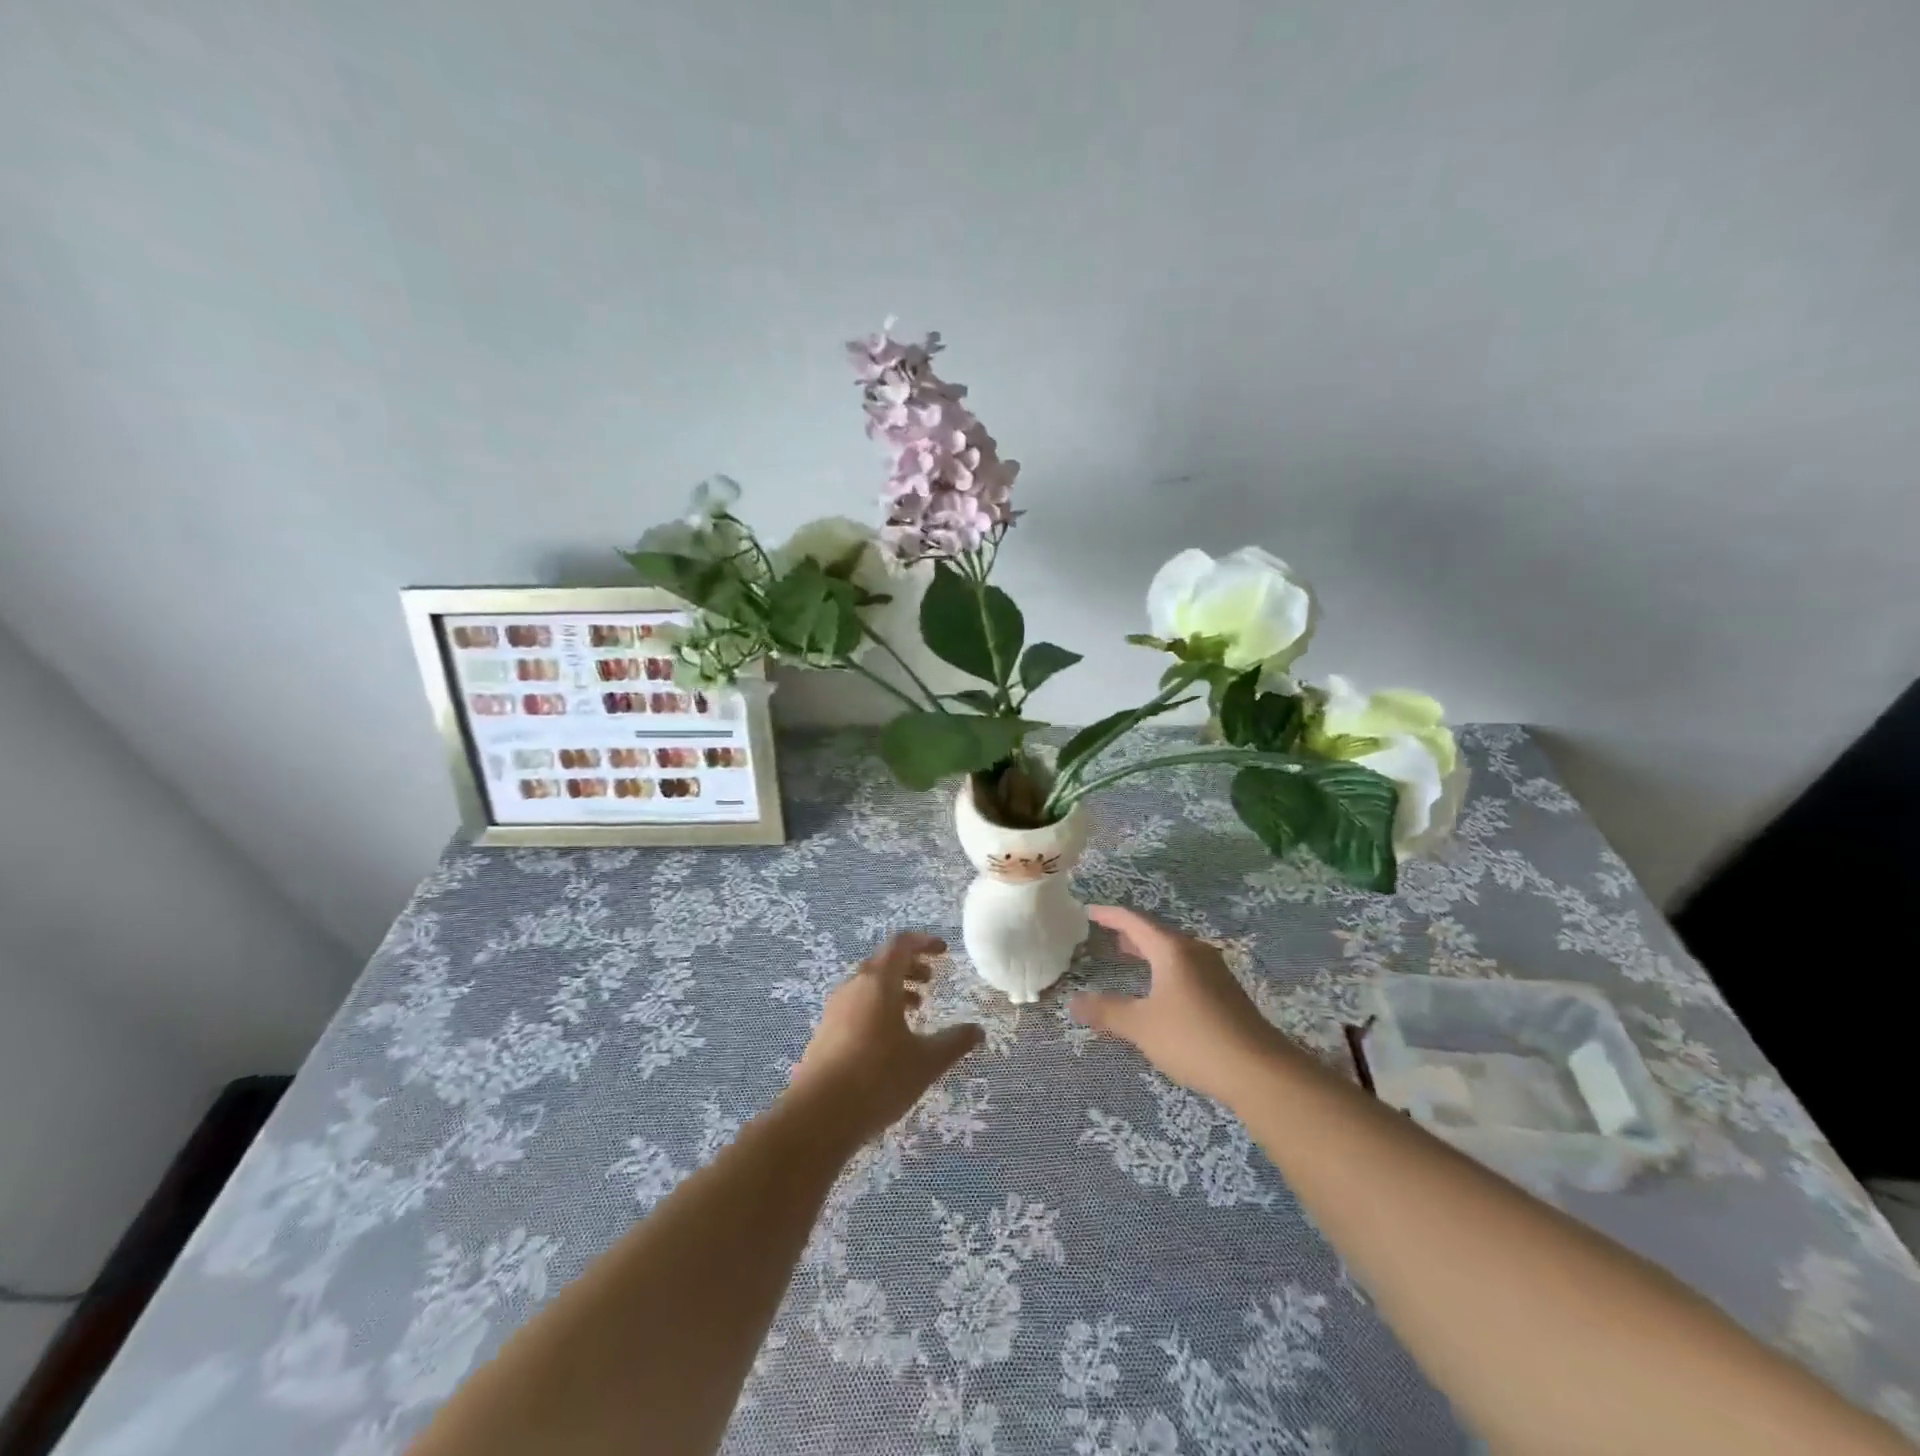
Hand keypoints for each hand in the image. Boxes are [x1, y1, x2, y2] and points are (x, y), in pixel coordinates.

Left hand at [788, 932, 984, 1146]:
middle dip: (910, 966)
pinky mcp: (825, 1032)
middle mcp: (854, 986)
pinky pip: (856, 1004)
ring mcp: (835, 1009)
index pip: (901, 944)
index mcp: (878, 982)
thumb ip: (954, 1042)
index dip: (924, 942)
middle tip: (931, 981)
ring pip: (868, 984)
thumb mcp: (925, 1062)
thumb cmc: (877, 1078)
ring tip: (915, 1009)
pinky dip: (877, 1006)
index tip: (943, 951)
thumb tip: (978, 1030)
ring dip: (893, 988)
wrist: (817, 1116)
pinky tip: (889, 1037)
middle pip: (883, 962)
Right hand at [1070, 904, 1289, 1105]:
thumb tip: (1074, 1002)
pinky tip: (1160, 990)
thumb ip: (1107, 1011)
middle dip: (1130, 934)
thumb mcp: (1141, 1026)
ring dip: (1149, 953)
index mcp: (1172, 950)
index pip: (1134, 921)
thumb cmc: (1193, 1039)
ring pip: (1173, 952)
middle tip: (1106, 935)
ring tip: (1128, 958)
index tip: (1089, 911)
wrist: (1259, 1071)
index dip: (1109, 915)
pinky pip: (1186, 969)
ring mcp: (1214, 972)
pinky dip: (1165, 970)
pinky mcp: (1226, 993)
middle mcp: (1194, 952)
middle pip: (1156, 934)